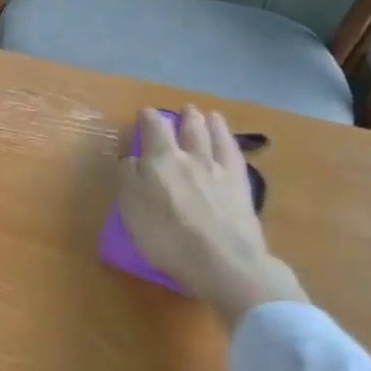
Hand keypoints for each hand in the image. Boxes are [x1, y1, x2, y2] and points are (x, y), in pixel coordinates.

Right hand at [117, 106, 306, 328]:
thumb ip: (129, 178)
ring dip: (210, 122)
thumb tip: (133, 159)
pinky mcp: (241, 185)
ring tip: (209, 115)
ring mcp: (219, 169)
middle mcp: (190, 157)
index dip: (148, 118)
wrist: (220, 260)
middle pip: (188, 129)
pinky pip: (234, 154)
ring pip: (213, 136)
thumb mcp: (131, 208)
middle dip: (184, 117)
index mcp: (160, 160)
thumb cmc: (166, 238)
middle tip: (184, 109)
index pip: (154, 129)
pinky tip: (229, 140)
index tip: (145, 113)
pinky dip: (230, 141)